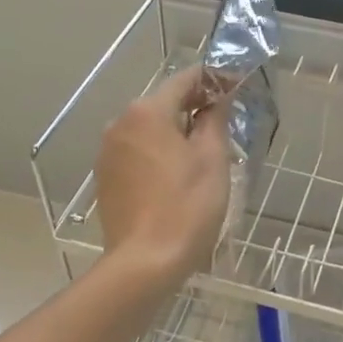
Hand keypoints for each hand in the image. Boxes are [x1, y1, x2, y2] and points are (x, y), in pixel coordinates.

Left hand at [96, 68, 231, 282]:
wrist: (145, 262)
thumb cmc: (187, 206)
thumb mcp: (211, 159)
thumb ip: (214, 119)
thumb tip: (218, 97)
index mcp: (147, 112)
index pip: (185, 80)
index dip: (213, 80)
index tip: (237, 86)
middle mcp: (120, 123)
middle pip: (163, 103)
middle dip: (194, 106)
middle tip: (224, 120)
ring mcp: (108, 152)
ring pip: (148, 129)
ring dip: (175, 131)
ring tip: (203, 151)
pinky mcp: (105, 177)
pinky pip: (137, 152)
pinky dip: (158, 152)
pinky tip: (176, 174)